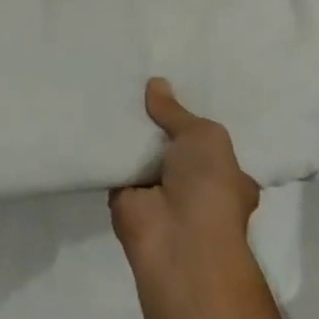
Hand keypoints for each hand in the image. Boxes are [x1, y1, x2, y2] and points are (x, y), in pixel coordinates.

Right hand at [110, 78, 260, 283]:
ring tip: (110, 87)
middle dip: (156, 119)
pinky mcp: (124, 195)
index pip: (209, 141)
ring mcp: (157, 190)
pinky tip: (92, 113)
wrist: (177, 239)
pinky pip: (114, 162)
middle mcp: (193, 184)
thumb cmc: (209, 188)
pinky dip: (104, 145)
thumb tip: (156, 83)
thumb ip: (177, 112)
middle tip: (136, 80)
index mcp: (226, 175)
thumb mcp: (205, 137)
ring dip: (128, 130)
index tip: (174, 86)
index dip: (191, 116)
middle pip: (171, 142)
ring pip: (141, 151)